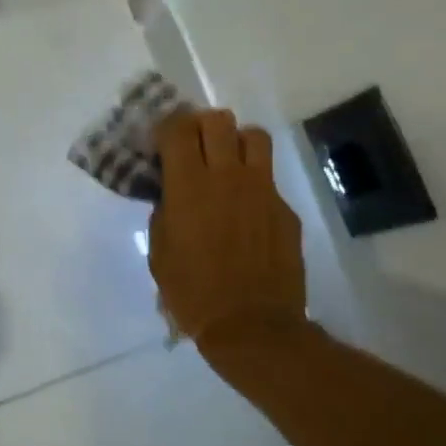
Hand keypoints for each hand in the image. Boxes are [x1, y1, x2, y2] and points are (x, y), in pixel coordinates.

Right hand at [149, 110, 305, 347]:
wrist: (251, 325)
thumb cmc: (192, 292)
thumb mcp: (160, 251)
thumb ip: (164, 211)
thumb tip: (171, 193)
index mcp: (189, 186)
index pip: (178, 128)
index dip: (166, 127)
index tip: (160, 143)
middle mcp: (228, 176)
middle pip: (218, 120)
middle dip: (200, 125)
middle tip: (193, 147)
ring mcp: (263, 190)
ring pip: (254, 136)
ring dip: (235, 142)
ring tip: (225, 163)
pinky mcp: (285, 209)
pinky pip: (268, 178)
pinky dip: (253, 182)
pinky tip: (245, 211)